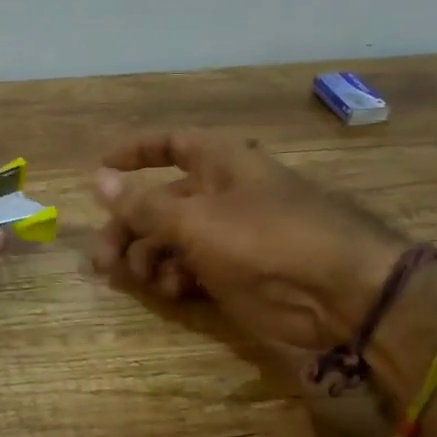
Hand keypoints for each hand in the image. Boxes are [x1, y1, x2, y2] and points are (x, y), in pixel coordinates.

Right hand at [92, 132, 407, 354]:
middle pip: (160, 203)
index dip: (136, 152)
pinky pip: (190, 269)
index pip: (172, 144)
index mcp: (220, 165)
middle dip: (129, 228)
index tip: (101, 169)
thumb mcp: (195, 219)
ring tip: (140, 278)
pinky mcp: (234, 273)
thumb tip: (98, 179)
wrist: (338, 291)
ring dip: (148, 258)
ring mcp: (229, 236)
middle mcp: (222, 195)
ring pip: (171, 241)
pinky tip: (171, 290)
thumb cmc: (265, 237)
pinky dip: (174, 278)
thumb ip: (144, 204)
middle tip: (102, 259)